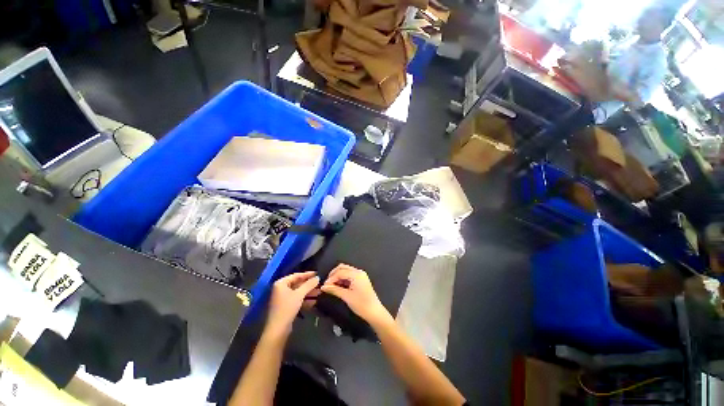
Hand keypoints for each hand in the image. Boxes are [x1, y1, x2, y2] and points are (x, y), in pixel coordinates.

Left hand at [265, 271, 319, 337]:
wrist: (278, 329)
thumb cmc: (287, 308)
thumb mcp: (299, 294)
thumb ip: (309, 285)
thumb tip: (318, 277)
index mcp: (281, 283)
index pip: (296, 275)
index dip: (307, 274)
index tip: (317, 273)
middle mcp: (281, 289)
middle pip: (297, 283)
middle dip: (309, 285)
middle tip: (320, 283)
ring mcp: (283, 298)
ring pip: (298, 292)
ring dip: (309, 292)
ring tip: (320, 291)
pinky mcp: (286, 306)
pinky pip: (297, 299)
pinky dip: (305, 299)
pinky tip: (314, 301)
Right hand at [320, 264, 391, 326]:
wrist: (374, 312)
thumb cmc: (361, 304)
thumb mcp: (346, 297)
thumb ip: (334, 290)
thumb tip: (323, 287)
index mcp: (356, 274)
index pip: (340, 272)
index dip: (331, 278)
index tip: (324, 286)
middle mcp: (358, 272)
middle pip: (343, 268)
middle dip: (334, 274)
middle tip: (327, 284)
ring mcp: (360, 275)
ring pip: (346, 270)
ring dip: (338, 276)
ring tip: (331, 286)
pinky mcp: (360, 279)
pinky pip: (349, 275)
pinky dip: (343, 279)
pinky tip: (338, 286)